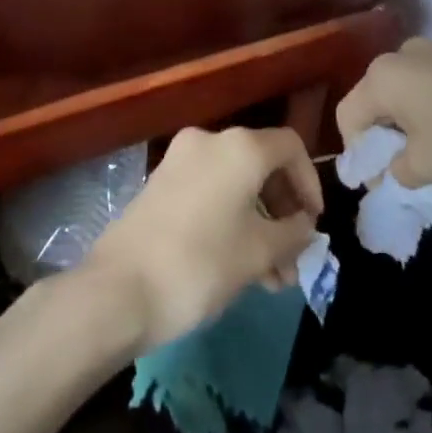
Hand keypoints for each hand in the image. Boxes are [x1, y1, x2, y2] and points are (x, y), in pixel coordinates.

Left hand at [85, 127, 322, 350]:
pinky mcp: (159, 186)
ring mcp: (180, 162)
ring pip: (236, 186)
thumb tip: (304, 225)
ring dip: (259, 227)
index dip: (310, 183)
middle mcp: (209, 142)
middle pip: (262, 167)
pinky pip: (210, 195)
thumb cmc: (202, 263)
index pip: (291, 147)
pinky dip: (230, 222)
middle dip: (283, 214)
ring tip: (272, 281)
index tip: (313, 223)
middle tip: (294, 259)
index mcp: (240, 147)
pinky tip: (241, 269)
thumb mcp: (260, 251)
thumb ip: (293, 233)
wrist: (118, 290)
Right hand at [336, 38, 431, 189]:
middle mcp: (401, 56)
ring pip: (402, 97)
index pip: (348, 118)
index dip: (358, 157)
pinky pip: (427, 90)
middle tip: (405, 175)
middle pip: (373, 103)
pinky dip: (430, 116)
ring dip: (407, 130)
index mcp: (382, 76)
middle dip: (382, 142)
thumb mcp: (427, 166)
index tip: (381, 185)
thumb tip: (391, 170)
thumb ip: (395, 172)